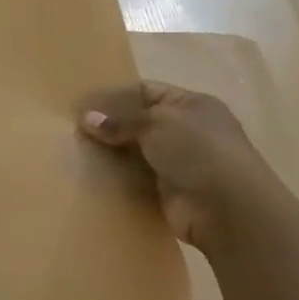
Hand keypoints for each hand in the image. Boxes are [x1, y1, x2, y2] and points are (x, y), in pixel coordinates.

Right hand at [78, 82, 284, 249]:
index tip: (82, 102)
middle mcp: (186, 131)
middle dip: (108, 124)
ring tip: (74, 149)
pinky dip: (116, 176)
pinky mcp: (167, 190)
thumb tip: (87, 119)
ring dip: (110, 152)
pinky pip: (134, 178)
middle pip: (138, 122)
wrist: (227, 209)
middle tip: (71, 127)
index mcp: (191, 105)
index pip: (146, 91)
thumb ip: (120, 120)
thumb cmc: (197, 151)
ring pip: (134, 151)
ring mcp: (178, 162)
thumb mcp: (156, 123)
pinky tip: (89, 173)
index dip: (115, 94)